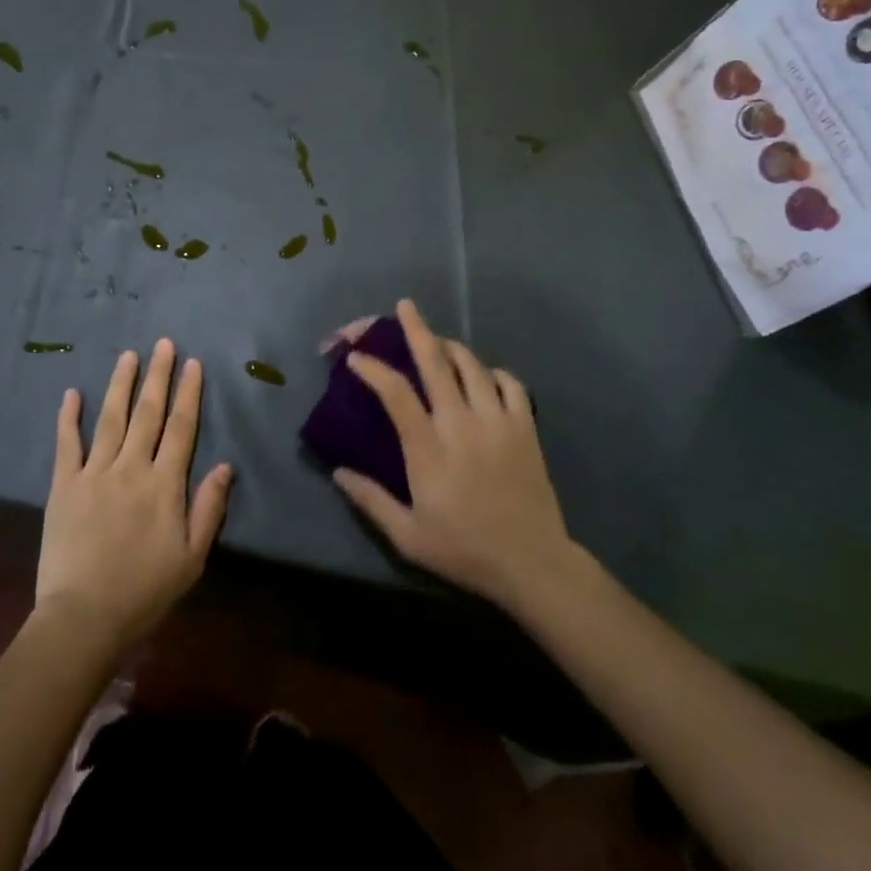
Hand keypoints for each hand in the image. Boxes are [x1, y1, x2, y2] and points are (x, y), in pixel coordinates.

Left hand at [37, 339, 232, 653]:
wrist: (83, 617)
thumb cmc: (144, 591)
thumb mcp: (191, 558)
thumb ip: (208, 508)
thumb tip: (226, 466)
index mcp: (164, 484)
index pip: (181, 427)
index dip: (189, 393)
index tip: (193, 363)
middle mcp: (131, 467)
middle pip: (148, 413)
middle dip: (158, 376)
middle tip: (163, 344)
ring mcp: (94, 473)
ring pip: (110, 418)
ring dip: (121, 384)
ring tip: (128, 355)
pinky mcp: (64, 485)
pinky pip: (67, 444)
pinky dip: (69, 417)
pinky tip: (71, 393)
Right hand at [332, 299, 584, 617]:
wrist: (533, 564)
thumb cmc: (464, 550)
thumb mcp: (408, 536)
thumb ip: (370, 500)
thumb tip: (338, 471)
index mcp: (429, 449)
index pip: (395, 393)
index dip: (373, 369)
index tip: (355, 357)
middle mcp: (462, 424)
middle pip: (435, 362)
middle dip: (415, 329)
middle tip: (404, 306)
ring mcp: (498, 421)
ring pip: (471, 365)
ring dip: (450, 347)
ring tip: (437, 341)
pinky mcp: (525, 427)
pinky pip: (509, 383)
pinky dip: (492, 372)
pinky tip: (482, 376)